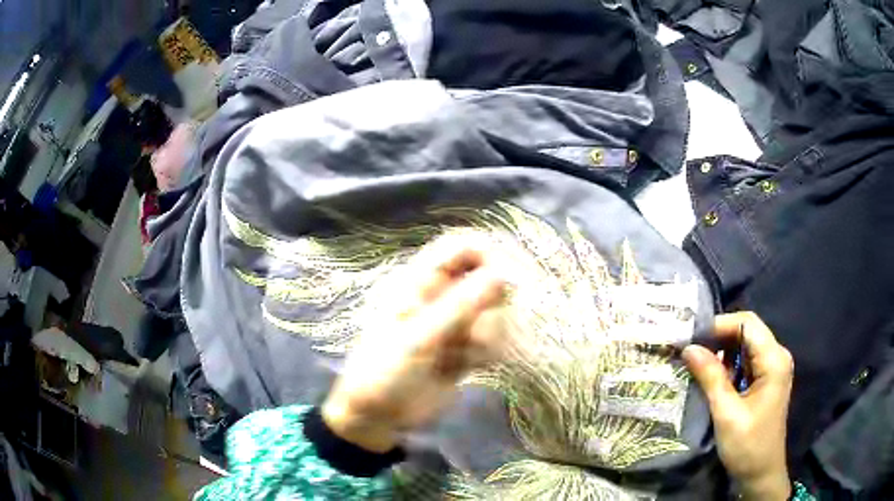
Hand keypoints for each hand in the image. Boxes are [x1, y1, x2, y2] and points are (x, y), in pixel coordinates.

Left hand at [322, 236, 506, 452]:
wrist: (378, 418)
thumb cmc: (384, 372)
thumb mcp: (418, 339)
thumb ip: (460, 306)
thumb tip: (503, 274)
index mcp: (420, 281)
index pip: (462, 246)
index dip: (490, 253)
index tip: (512, 278)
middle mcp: (441, 295)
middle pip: (488, 277)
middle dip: (494, 304)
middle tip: (485, 330)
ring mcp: (456, 322)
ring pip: (496, 311)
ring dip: (491, 334)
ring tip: (464, 356)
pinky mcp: (466, 347)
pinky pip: (495, 339)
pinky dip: (489, 352)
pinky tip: (468, 367)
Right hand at [682, 312, 793, 499]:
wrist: (760, 474)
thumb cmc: (747, 445)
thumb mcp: (726, 413)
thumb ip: (711, 378)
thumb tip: (689, 348)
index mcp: (773, 360)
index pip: (747, 323)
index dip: (720, 325)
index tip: (691, 338)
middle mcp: (776, 357)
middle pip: (747, 331)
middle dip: (718, 337)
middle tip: (689, 349)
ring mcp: (772, 369)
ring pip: (745, 346)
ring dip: (721, 351)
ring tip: (695, 361)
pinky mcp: (765, 381)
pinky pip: (745, 362)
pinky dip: (728, 365)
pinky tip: (711, 376)